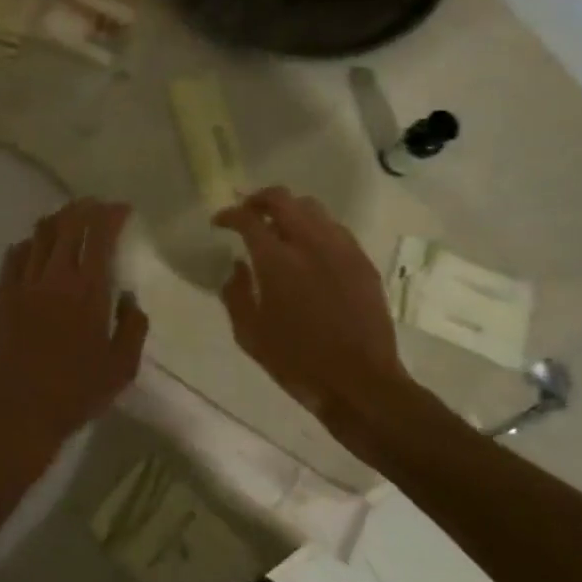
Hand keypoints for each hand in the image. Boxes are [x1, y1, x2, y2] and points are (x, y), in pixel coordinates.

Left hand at [0, 199, 148, 469]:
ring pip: (39, 234)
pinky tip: (36, 249)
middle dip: (85, 208)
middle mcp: (54, 277)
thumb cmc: (75, 394)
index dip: (111, 215)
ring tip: (69, 220)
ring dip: (58, 220)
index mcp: (88, 291)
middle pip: (68, 224)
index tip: (122, 209)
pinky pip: (14, 255)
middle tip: (97, 206)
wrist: (17, 414)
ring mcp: (23, 284)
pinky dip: (30, 244)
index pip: (100, 235)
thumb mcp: (122, 367)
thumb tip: (128, 298)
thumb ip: (133, 326)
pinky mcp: (1, 296)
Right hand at [215, 188, 425, 445]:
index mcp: (277, 261)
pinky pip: (335, 229)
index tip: (220, 222)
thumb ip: (235, 293)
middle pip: (282, 199)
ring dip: (289, 210)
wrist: (360, 383)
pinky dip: (316, 228)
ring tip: (278, 228)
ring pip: (312, 208)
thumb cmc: (297, 362)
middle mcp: (310, 244)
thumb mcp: (250, 335)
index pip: (248, 219)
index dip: (230, 215)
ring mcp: (341, 249)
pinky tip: (309, 248)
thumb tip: (236, 266)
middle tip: (247, 213)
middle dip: (259, 199)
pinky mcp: (362, 262)